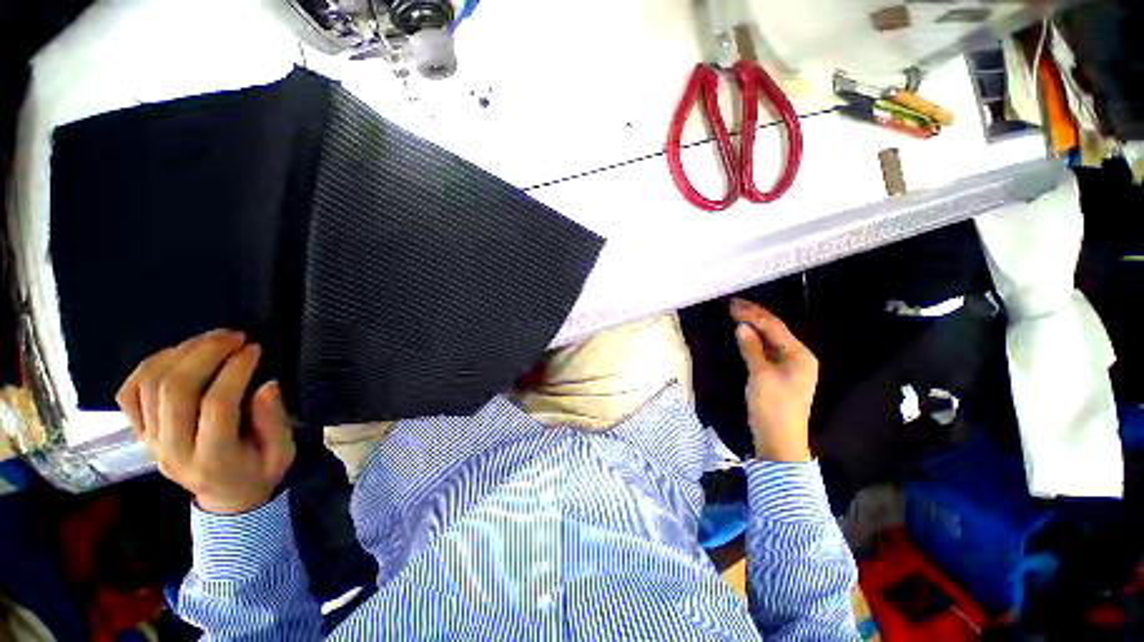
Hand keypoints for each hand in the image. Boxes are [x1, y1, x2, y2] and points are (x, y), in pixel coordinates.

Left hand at [116, 330, 295, 513]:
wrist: (227, 498)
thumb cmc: (260, 472)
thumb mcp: (282, 453)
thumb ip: (275, 421)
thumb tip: (267, 384)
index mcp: (212, 460)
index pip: (216, 405)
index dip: (236, 370)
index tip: (256, 349)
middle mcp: (172, 451)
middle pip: (175, 390)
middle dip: (205, 354)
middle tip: (234, 336)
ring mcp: (150, 442)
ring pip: (151, 385)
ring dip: (181, 353)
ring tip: (212, 339)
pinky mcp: (140, 433)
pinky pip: (130, 392)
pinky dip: (149, 365)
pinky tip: (177, 353)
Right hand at [729, 298, 817, 462]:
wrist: (779, 440)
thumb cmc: (772, 406)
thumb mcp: (760, 375)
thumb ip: (752, 349)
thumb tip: (742, 327)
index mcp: (800, 355)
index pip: (774, 327)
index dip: (753, 314)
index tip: (733, 304)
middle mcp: (798, 357)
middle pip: (774, 330)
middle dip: (754, 317)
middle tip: (732, 305)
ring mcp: (789, 366)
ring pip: (770, 340)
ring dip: (753, 327)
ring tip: (736, 314)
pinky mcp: (779, 375)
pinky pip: (767, 351)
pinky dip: (754, 341)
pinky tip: (744, 334)